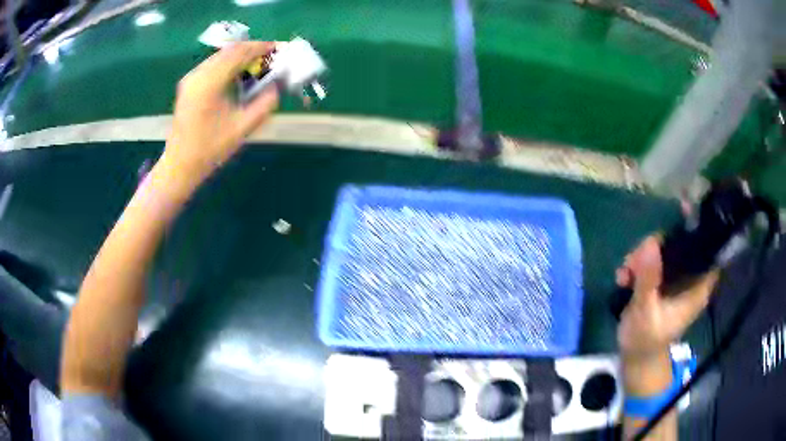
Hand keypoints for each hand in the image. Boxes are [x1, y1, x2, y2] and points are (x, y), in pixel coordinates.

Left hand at [161, 42, 278, 189]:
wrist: (180, 165)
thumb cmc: (210, 150)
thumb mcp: (242, 128)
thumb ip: (264, 104)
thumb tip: (276, 86)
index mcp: (209, 83)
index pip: (238, 53)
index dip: (260, 47)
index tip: (278, 48)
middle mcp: (198, 75)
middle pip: (229, 50)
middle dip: (252, 50)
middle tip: (270, 56)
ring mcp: (191, 78)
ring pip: (221, 56)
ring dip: (241, 56)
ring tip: (258, 65)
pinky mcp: (189, 84)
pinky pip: (213, 65)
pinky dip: (229, 64)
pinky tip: (239, 75)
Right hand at [616, 235, 718, 357]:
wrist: (636, 360)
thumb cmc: (645, 342)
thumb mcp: (646, 313)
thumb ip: (649, 280)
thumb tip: (650, 243)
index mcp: (697, 287)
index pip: (709, 251)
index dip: (702, 227)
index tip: (685, 209)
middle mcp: (690, 278)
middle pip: (681, 244)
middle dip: (657, 245)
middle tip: (635, 261)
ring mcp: (676, 279)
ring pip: (664, 250)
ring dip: (642, 255)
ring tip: (625, 274)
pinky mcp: (663, 282)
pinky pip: (653, 260)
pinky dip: (638, 264)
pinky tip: (623, 277)